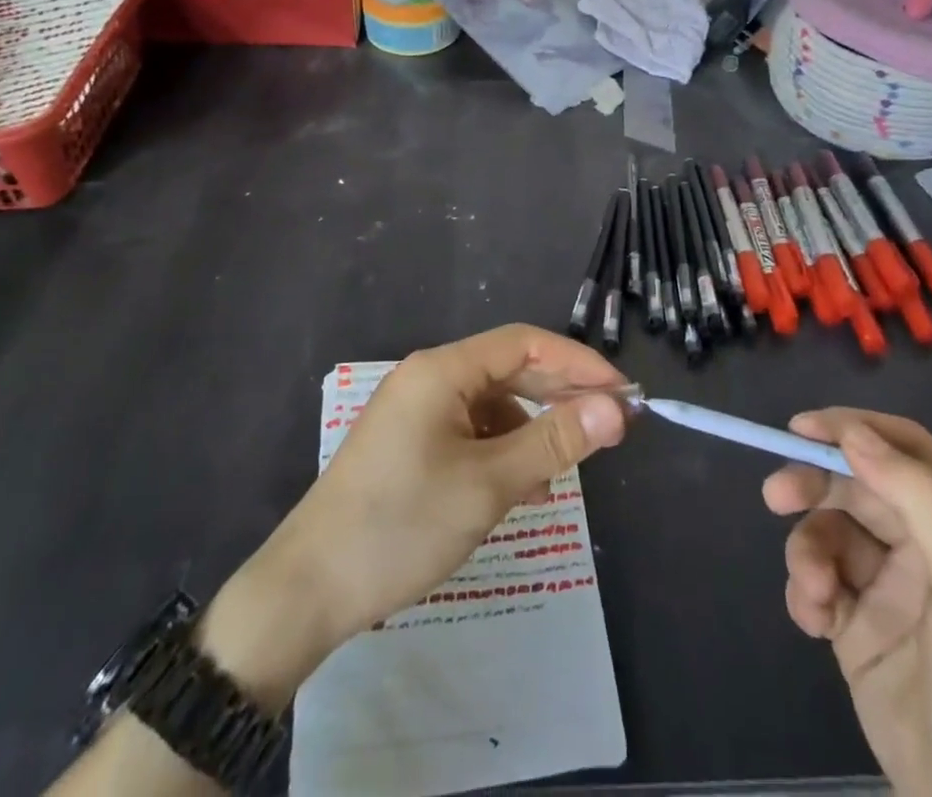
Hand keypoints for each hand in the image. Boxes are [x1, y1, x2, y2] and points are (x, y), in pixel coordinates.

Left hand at [199, 325, 631, 707]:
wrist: (308, 589)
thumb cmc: (402, 525)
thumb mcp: (488, 485)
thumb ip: (553, 442)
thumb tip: (615, 408)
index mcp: (443, 370)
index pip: (525, 343)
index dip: (578, 363)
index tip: (623, 393)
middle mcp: (429, 378)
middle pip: (509, 369)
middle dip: (559, 394)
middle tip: (608, 426)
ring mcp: (416, 411)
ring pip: (492, 403)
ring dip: (533, 427)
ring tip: (568, 466)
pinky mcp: (410, 444)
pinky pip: (470, 432)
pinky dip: (503, 450)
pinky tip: (524, 488)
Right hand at [763, 410, 931, 796]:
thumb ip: (918, 500)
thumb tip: (851, 432)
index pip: (908, 453)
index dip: (856, 430)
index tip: (803, 429)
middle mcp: (928, 549)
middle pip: (856, 487)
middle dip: (814, 485)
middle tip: (775, 495)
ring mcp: (890, 589)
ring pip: (829, 533)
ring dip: (807, 551)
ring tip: (813, 594)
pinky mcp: (857, 629)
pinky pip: (817, 583)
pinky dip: (805, 591)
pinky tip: (813, 623)